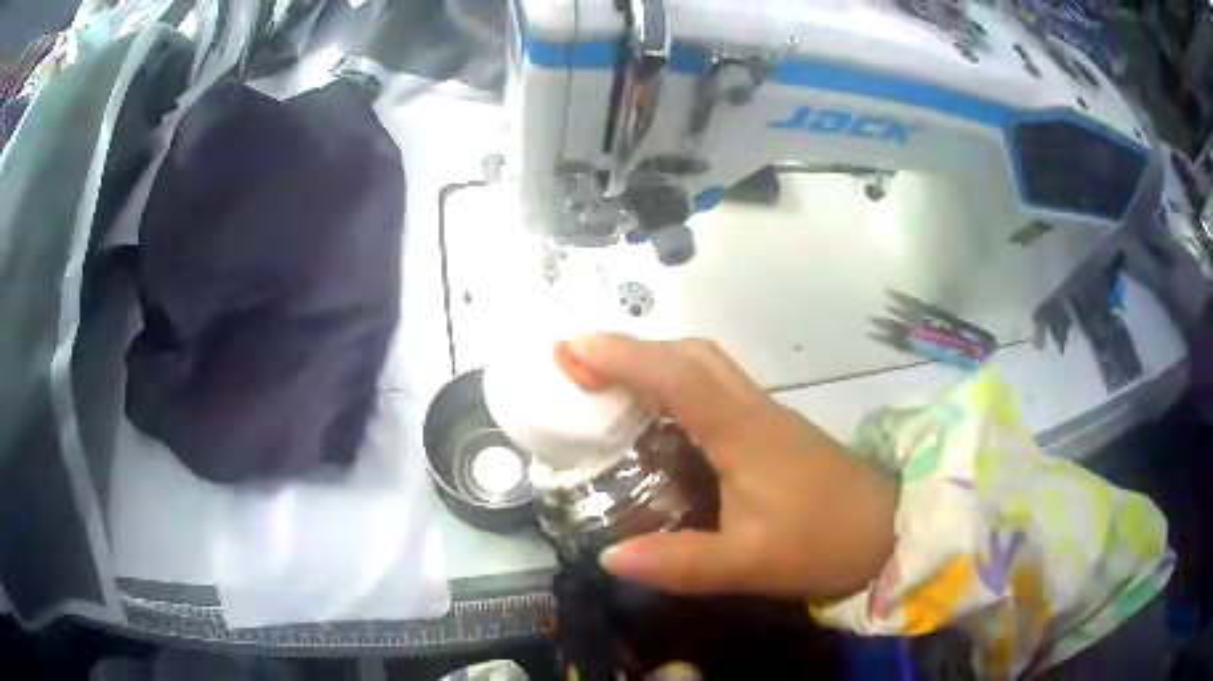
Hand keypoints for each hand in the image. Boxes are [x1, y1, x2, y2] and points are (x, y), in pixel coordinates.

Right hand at [560, 334, 897, 600]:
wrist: (888, 530)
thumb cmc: (823, 542)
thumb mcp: (749, 564)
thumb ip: (680, 563)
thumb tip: (608, 556)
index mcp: (744, 433)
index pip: (678, 377)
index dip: (623, 356)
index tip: (571, 347)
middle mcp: (753, 410)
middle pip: (691, 355)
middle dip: (633, 350)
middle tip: (580, 366)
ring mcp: (766, 416)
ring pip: (705, 367)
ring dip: (654, 363)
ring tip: (607, 385)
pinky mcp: (772, 431)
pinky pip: (716, 390)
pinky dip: (676, 387)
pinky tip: (659, 419)